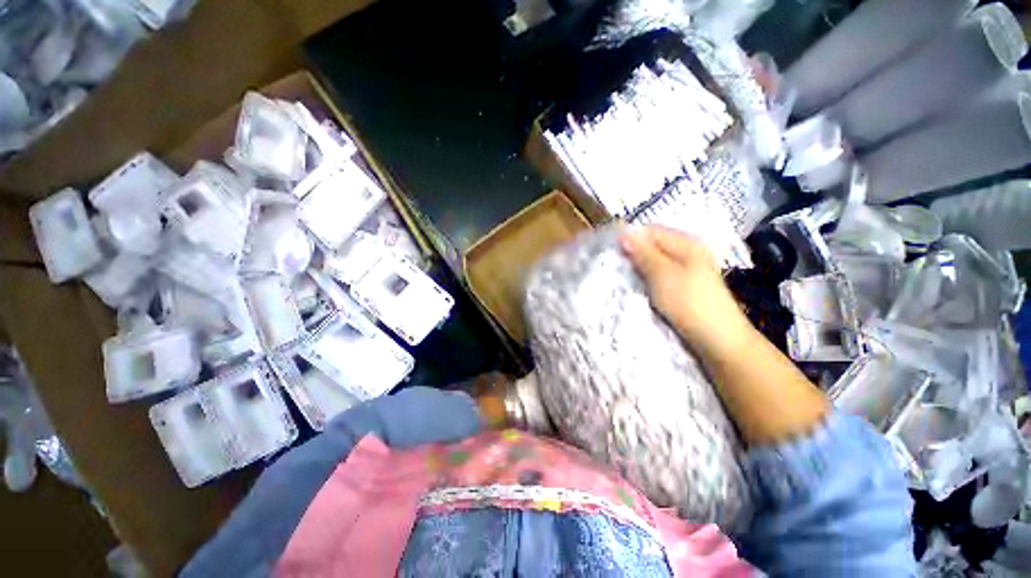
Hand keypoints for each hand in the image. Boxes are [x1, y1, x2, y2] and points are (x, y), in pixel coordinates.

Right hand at [621, 226, 753, 353]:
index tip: (613, 253)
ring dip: (640, 268)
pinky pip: (660, 275)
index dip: (630, 239)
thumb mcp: (662, 274)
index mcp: (685, 243)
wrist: (717, 338)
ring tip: (626, 279)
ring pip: (655, 261)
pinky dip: (648, 279)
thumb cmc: (689, 302)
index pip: (650, 230)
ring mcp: (687, 269)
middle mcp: (687, 251)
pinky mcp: (684, 285)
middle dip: (634, 254)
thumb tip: (624, 232)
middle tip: (618, 268)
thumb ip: (643, 253)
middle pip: (653, 245)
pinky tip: (641, 288)